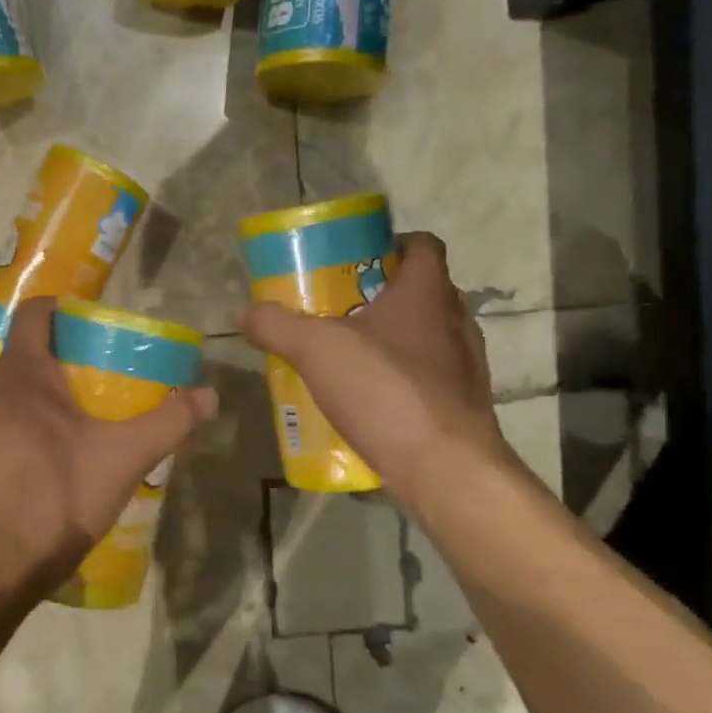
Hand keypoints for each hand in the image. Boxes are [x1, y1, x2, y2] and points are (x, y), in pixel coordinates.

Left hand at [0, 298, 218, 602]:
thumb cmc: (55, 498)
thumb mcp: (123, 459)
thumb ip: (169, 423)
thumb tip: (210, 395)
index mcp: (21, 375)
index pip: (36, 313)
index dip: (65, 309)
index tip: (97, 325)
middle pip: (29, 359)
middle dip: (67, 366)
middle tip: (107, 388)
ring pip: (14, 399)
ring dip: (47, 406)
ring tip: (84, 433)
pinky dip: (26, 435)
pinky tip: (52, 469)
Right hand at [242, 232, 514, 504]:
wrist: (444, 468)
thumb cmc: (385, 390)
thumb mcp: (315, 350)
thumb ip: (277, 325)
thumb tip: (245, 313)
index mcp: (427, 292)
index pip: (422, 245)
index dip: (391, 244)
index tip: (355, 259)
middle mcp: (455, 321)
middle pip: (420, 292)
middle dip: (380, 295)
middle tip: (336, 308)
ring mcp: (465, 366)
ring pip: (425, 336)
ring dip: (390, 340)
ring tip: (347, 356)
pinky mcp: (462, 405)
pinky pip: (427, 377)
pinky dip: (399, 379)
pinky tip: (366, 400)